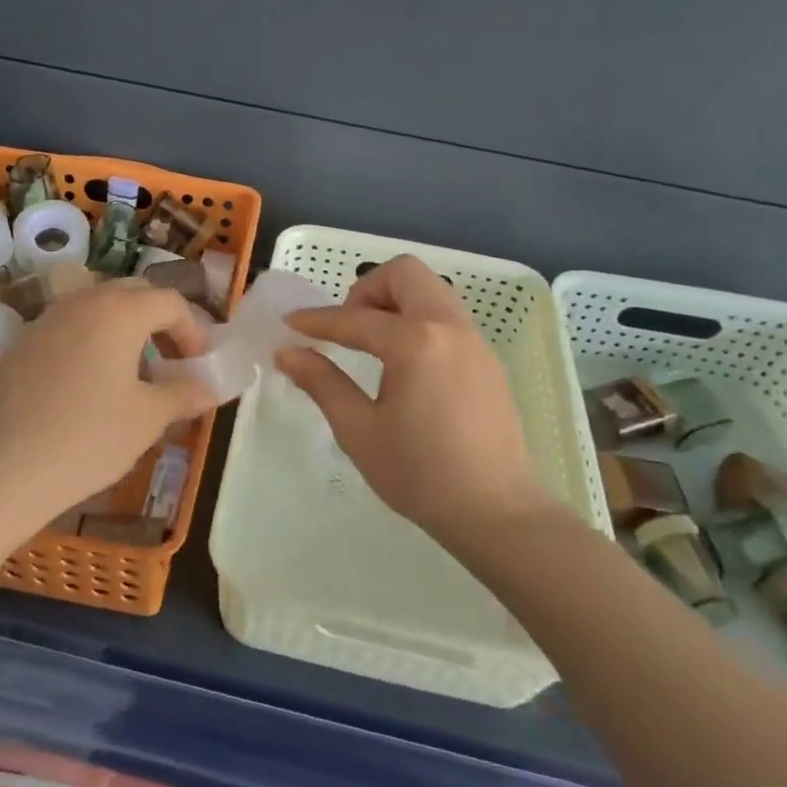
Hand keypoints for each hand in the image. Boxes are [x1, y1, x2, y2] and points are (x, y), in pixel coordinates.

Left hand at [0, 279, 215, 524]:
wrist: (2, 471)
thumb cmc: (88, 439)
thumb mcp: (147, 419)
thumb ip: (183, 394)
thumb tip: (208, 389)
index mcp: (118, 311)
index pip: (169, 301)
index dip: (193, 329)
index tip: (199, 364)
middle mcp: (81, 302)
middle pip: (132, 295)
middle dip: (158, 322)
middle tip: (170, 361)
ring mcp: (45, 320)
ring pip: (96, 309)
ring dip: (122, 330)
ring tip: (130, 374)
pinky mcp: (20, 344)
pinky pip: (67, 329)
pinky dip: (89, 343)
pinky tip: (86, 387)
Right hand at [277, 255, 560, 551]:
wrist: (498, 513)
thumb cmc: (421, 475)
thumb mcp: (360, 431)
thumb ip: (323, 383)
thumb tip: (288, 352)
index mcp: (415, 341)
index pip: (354, 318)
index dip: (316, 321)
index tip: (289, 324)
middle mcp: (449, 326)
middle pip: (404, 273)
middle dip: (366, 290)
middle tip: (347, 327)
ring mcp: (474, 340)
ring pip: (431, 290)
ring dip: (395, 302)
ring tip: (372, 345)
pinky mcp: (487, 358)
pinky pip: (447, 316)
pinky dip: (418, 320)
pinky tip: (405, 364)